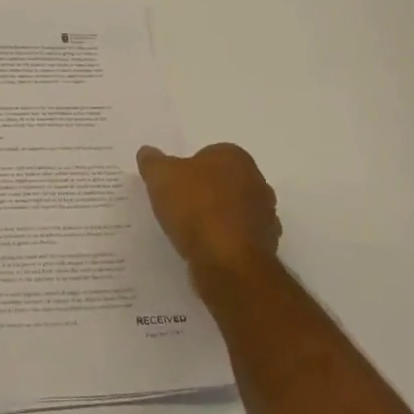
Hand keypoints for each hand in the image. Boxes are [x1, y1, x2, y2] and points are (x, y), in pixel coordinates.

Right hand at [137, 143, 281, 289]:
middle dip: (206, 191)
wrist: (227, 261)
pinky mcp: (266, 247)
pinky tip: (206, 249)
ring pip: (235, 210)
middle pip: (225, 182)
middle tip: (180, 205)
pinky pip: (239, 237)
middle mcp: (258, 182)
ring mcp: (266, 216)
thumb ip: (153, 161)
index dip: (189, 169)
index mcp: (236, 157)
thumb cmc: (195, 207)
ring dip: (218, 217)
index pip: (209, 155)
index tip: (174, 185)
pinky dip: (225, 240)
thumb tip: (147, 152)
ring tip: (191, 230)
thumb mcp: (160, 176)